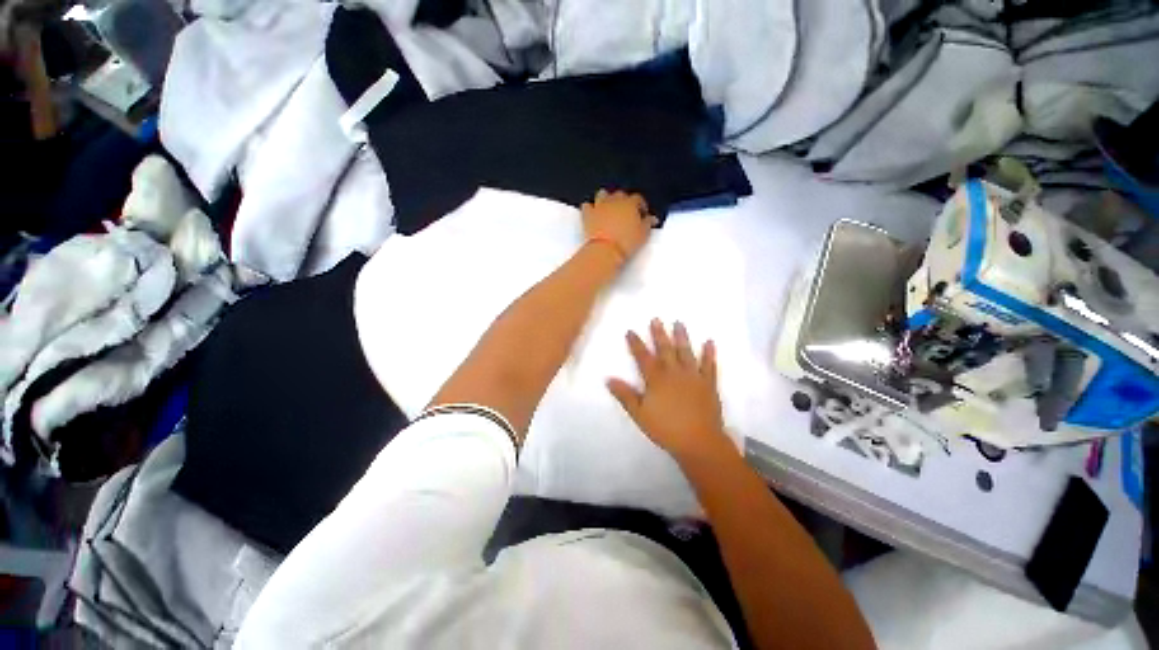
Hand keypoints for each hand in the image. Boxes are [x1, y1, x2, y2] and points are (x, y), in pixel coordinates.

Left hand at [582, 190, 656, 264]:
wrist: (605, 251)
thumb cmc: (626, 243)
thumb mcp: (643, 234)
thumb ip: (648, 223)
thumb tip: (651, 219)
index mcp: (630, 203)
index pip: (638, 199)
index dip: (640, 206)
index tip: (642, 214)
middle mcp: (614, 200)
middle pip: (620, 195)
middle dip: (624, 202)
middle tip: (626, 214)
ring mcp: (599, 206)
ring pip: (603, 194)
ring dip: (607, 199)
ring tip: (609, 210)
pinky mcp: (588, 215)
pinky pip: (587, 205)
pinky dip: (590, 208)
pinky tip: (594, 214)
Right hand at [608, 319, 733, 464]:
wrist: (699, 441)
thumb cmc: (665, 428)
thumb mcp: (639, 414)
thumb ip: (625, 395)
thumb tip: (609, 379)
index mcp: (657, 379)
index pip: (643, 357)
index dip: (636, 344)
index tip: (631, 331)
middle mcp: (674, 372)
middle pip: (665, 349)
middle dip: (659, 334)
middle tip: (656, 319)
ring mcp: (693, 376)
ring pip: (686, 352)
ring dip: (682, 337)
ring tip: (679, 323)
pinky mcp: (708, 384)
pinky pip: (709, 365)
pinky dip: (709, 353)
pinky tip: (709, 342)